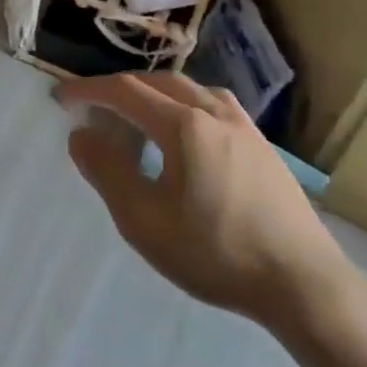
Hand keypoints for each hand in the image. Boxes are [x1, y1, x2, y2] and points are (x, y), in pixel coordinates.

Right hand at [59, 73, 351, 329]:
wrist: (304, 284)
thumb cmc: (217, 253)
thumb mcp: (145, 221)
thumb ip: (107, 171)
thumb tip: (81, 134)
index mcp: (184, 125)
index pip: (125, 91)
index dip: (89, 90)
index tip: (61, 98)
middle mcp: (214, 113)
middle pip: (158, 82)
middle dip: (119, 88)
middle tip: (93, 106)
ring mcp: (245, 127)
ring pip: (189, 90)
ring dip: (153, 92)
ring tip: (135, 113)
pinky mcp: (263, 146)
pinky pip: (213, 104)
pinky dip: (183, 104)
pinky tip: (185, 131)